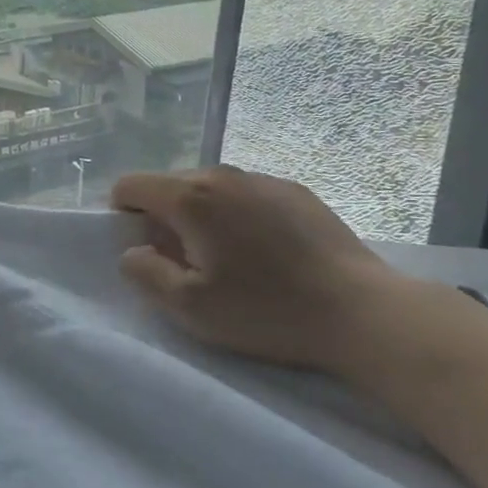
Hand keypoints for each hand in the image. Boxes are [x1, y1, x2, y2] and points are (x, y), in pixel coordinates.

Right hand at [111, 166, 419, 372]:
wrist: (365, 313)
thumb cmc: (268, 311)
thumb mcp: (190, 307)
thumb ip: (143, 273)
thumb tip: (132, 251)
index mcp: (190, 197)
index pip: (129, 185)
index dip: (123, 215)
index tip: (146, 251)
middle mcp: (221, 175)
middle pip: (169, 185)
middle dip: (164, 217)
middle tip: (188, 263)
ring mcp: (262, 179)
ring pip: (209, 189)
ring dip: (203, 216)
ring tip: (231, 259)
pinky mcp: (295, 191)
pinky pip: (246, 195)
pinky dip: (239, 215)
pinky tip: (267, 253)